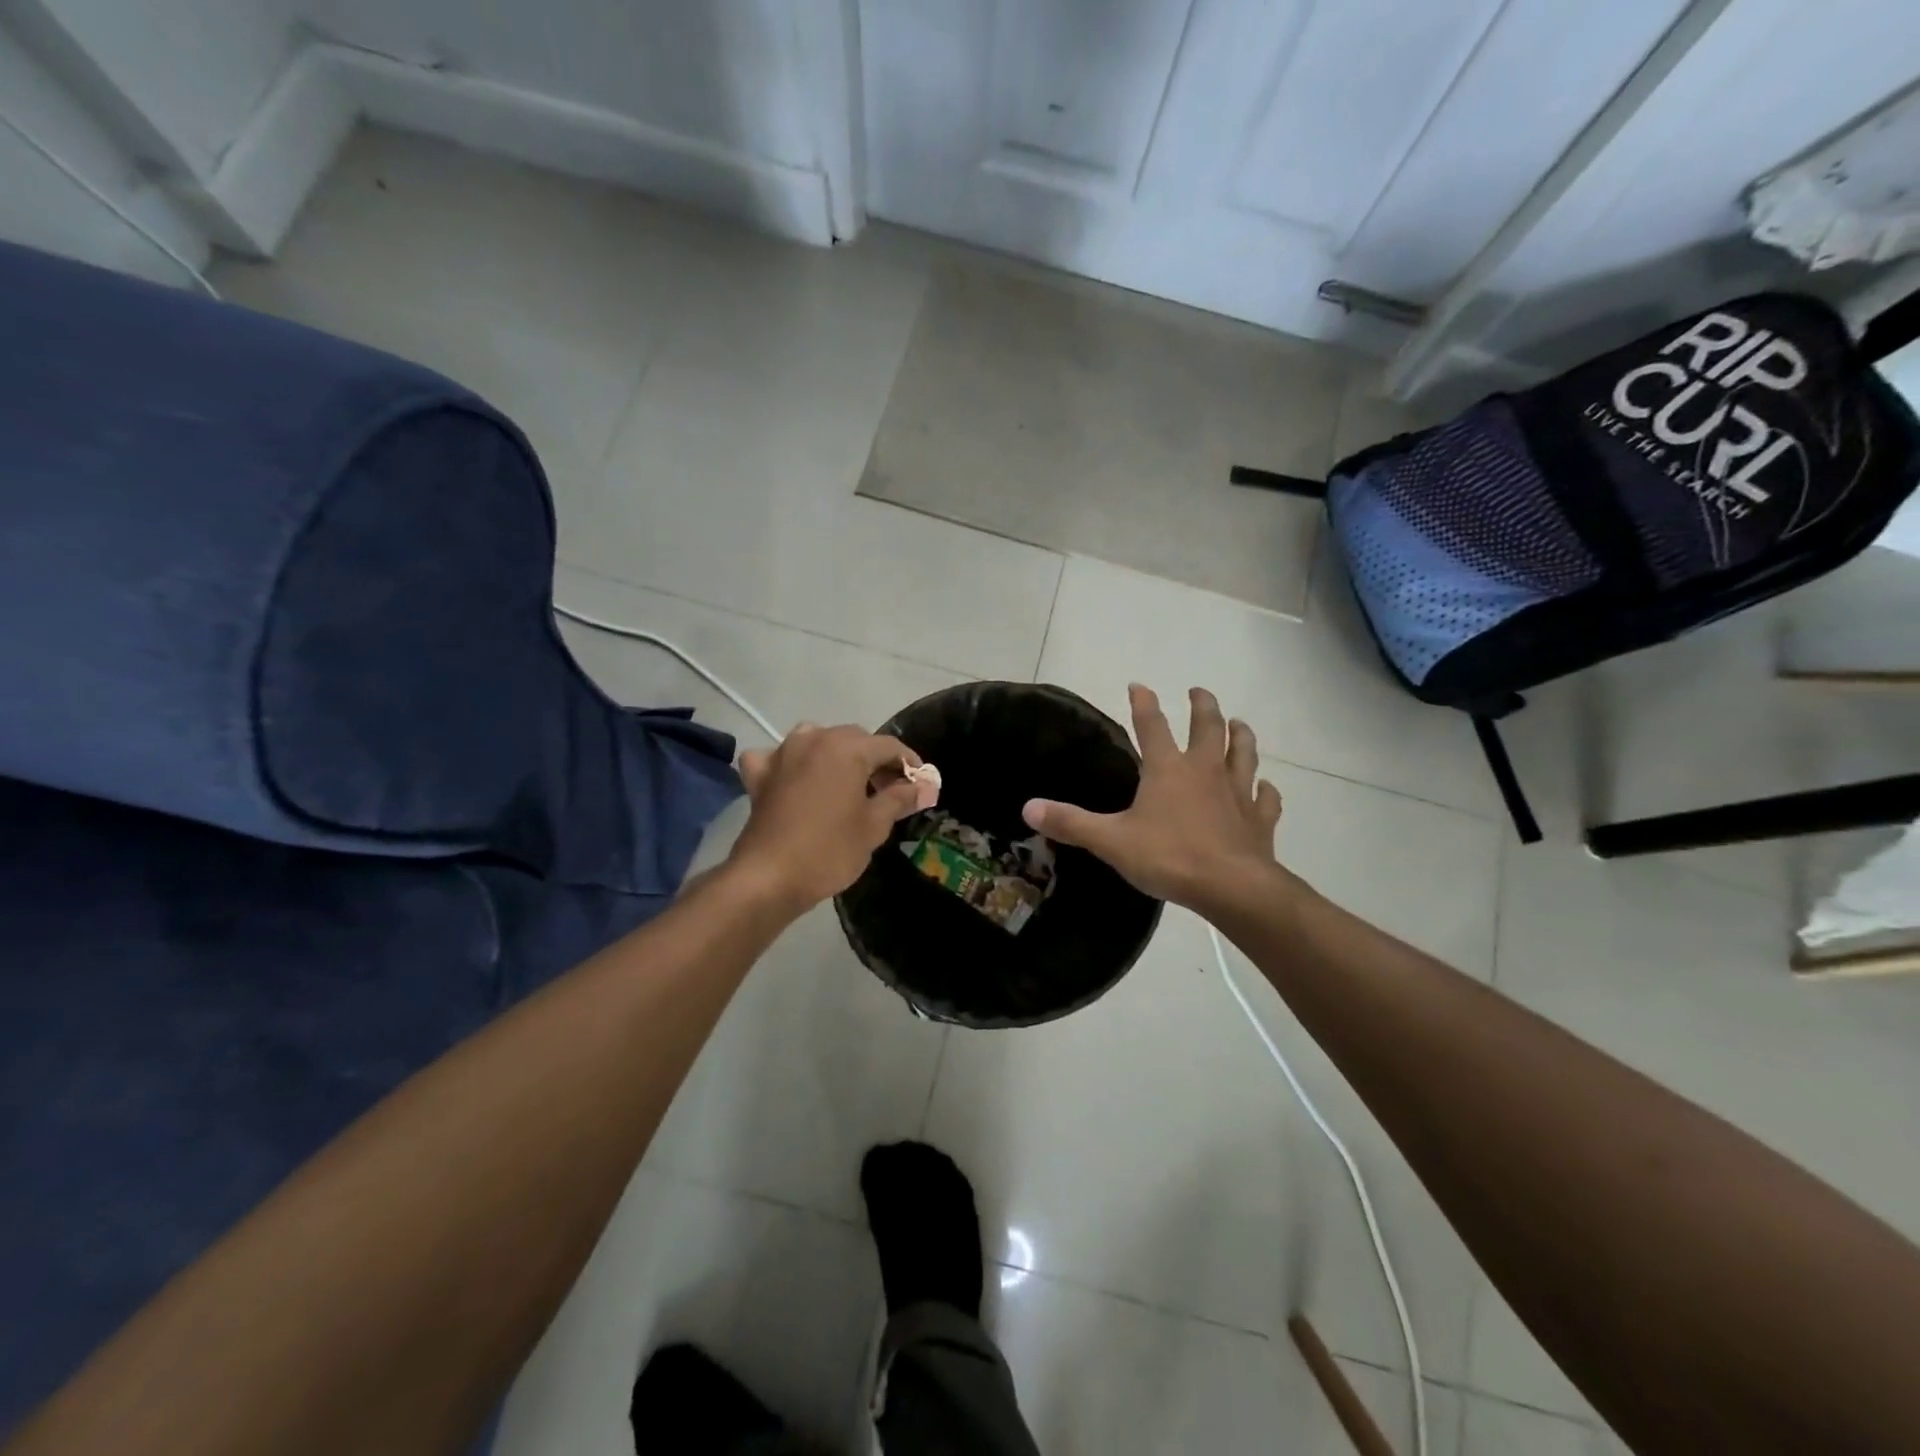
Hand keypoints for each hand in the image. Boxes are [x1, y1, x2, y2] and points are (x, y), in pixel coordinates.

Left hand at [727, 724, 923, 911]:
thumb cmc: (829, 850)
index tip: (921, 784)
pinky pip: (779, 758)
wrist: (768, 877)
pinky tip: (795, 780)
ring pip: (818, 741)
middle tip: (889, 791)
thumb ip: (900, 799)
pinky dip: (791, 764)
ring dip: (836, 756)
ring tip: (848, 784)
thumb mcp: (874, 826)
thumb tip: (925, 787)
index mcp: (847, 748)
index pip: (889, 746)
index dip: (909, 763)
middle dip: (875, 760)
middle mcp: (814, 739)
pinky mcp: (760, 774)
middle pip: (855, 739)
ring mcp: (783, 753)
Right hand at [1022, 684, 1282, 909]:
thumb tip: (1028, 807)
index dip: (1143, 703)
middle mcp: (1205, 770)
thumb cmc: (1169, 857)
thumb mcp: (1111, 841)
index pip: (1152, 725)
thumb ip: (1071, 822)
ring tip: (1239, 723)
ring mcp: (1238, 792)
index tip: (1139, 684)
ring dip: (1241, 735)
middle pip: (1208, 727)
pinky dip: (1267, 790)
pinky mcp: (1260, 819)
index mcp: (1168, 768)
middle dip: (1202, 705)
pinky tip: (1266, 787)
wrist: (1231, 887)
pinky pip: (1267, 798)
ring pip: (1244, 753)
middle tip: (1199, 691)